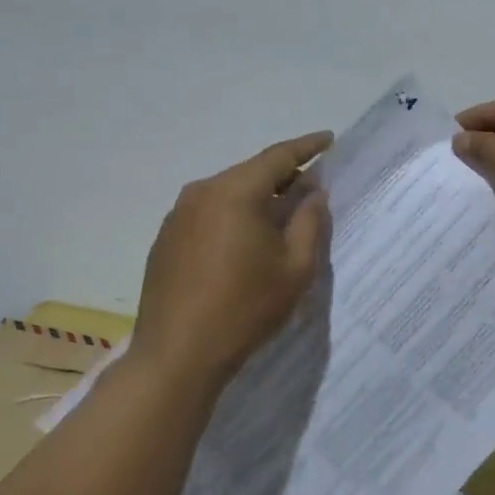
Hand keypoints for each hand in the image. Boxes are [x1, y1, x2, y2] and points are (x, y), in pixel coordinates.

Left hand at [129, 132, 332, 398]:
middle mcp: (201, 193)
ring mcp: (178, 216)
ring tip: (282, 215)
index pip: (278, 157)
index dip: (307, 147)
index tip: (329, 140)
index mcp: (235, 192)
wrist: (177, 355)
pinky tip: (245, 241)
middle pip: (250, 173)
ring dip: (257, 198)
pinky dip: (233, 217)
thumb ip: (309, 222)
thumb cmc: (245, 309)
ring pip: (228, 193)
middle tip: (311, 186)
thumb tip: (313, 194)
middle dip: (283, 176)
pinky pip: (208, 214)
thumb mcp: (294, 268)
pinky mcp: (166, 239)